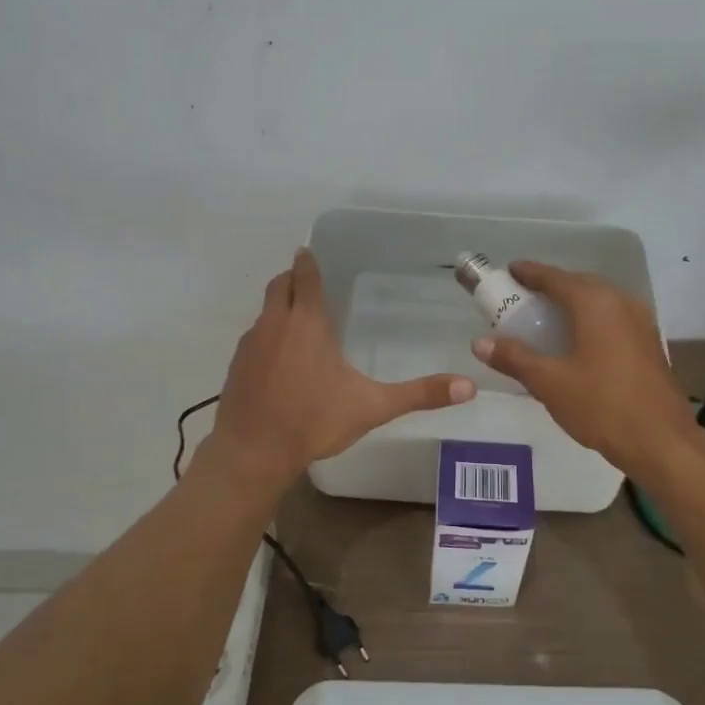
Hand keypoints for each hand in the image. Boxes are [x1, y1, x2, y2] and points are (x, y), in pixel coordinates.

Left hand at [202, 248, 475, 487]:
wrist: (253, 452)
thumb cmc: (314, 421)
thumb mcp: (373, 407)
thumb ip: (420, 394)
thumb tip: (469, 386)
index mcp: (306, 324)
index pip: (305, 278)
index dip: (308, 263)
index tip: (308, 252)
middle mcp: (274, 324)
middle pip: (278, 287)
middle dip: (291, 279)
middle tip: (308, 282)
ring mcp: (249, 345)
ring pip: (263, 313)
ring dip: (278, 309)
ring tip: (297, 321)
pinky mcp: (235, 367)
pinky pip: (252, 339)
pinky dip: (265, 338)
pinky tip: (277, 361)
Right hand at [470, 261, 697, 475]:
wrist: (660, 441)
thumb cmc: (600, 406)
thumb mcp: (549, 383)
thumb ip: (514, 358)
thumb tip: (480, 342)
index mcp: (595, 304)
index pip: (556, 278)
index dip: (530, 273)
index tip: (510, 270)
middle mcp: (621, 302)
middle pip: (580, 283)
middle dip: (552, 286)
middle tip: (524, 296)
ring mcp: (640, 322)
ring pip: (600, 300)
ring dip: (573, 302)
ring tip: (548, 317)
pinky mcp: (649, 342)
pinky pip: (613, 317)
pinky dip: (590, 318)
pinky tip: (578, 340)